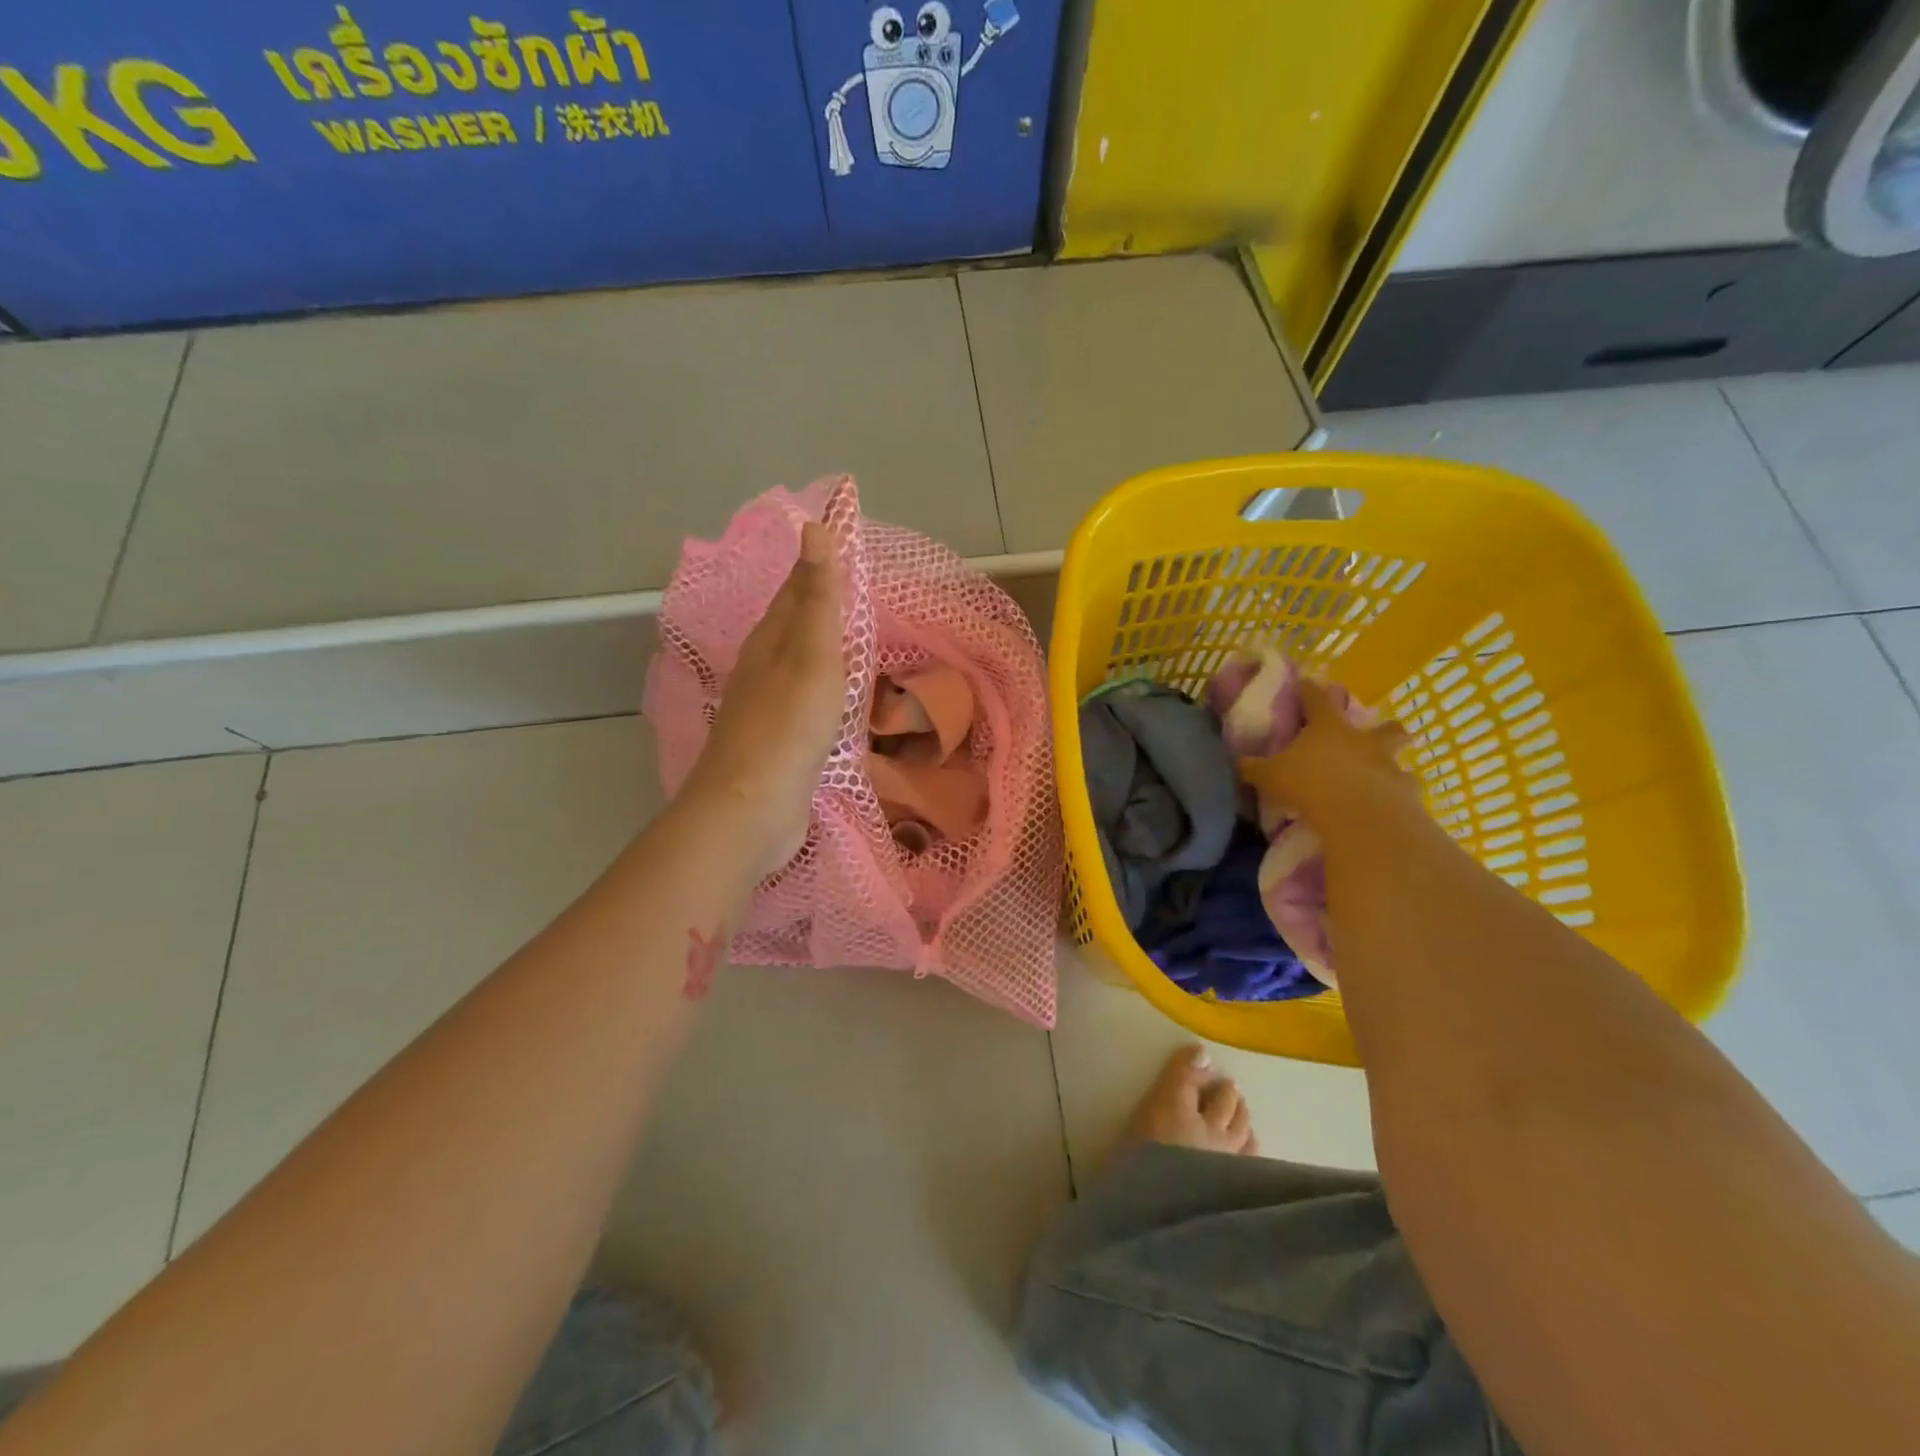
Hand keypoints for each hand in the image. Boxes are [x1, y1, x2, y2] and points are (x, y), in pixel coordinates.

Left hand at [683, 521, 845, 878]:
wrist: (751, 807)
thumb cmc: (788, 727)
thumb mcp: (812, 655)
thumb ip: (818, 597)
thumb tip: (814, 527)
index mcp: (770, 641)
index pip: (795, 590)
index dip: (816, 564)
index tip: (838, 540)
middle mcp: (762, 668)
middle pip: (791, 624)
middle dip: (815, 600)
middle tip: (847, 582)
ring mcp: (767, 707)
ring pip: (796, 662)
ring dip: (818, 643)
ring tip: (844, 631)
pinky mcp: (778, 742)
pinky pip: (804, 699)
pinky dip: (821, 685)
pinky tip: (832, 694)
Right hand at [1239, 675, 1414, 830]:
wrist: (1355, 812)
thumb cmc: (1308, 783)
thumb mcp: (1269, 775)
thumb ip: (1255, 767)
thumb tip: (1240, 762)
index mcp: (1328, 727)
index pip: (1317, 699)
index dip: (1309, 690)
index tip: (1305, 683)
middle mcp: (1363, 740)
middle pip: (1382, 725)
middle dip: (1382, 727)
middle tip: (1374, 734)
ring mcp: (1388, 764)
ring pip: (1400, 756)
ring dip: (1392, 763)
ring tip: (1385, 775)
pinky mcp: (1404, 791)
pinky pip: (1406, 789)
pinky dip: (1400, 794)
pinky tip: (1393, 805)